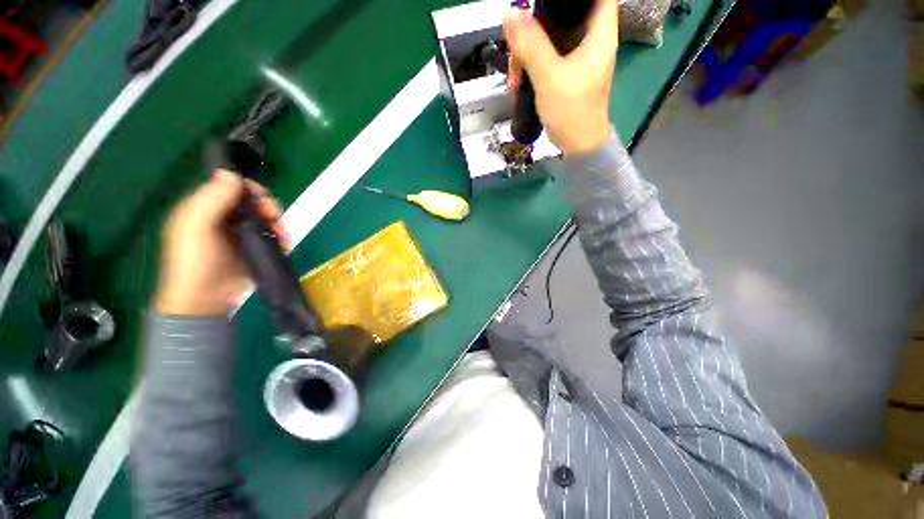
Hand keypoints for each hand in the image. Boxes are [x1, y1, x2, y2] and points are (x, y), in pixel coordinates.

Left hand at [155, 170, 284, 315]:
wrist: (205, 299)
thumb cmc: (195, 262)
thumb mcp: (195, 227)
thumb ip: (211, 199)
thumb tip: (231, 173)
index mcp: (205, 207)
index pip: (231, 186)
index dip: (249, 188)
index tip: (261, 199)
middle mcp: (223, 216)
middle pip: (252, 201)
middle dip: (268, 206)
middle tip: (274, 220)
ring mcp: (240, 233)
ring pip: (265, 216)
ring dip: (278, 222)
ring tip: (283, 235)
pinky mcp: (254, 247)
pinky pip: (271, 233)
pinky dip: (280, 234)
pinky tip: (283, 242)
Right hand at [504, 0, 618, 155]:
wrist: (578, 145)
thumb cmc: (572, 112)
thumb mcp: (549, 77)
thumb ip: (531, 46)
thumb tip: (511, 13)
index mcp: (600, 31)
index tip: (544, 6)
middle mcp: (591, 38)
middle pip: (562, 15)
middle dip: (535, 27)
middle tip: (517, 49)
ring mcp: (578, 57)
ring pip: (550, 37)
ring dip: (527, 52)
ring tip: (515, 78)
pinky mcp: (567, 72)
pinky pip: (546, 57)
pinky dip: (531, 65)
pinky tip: (519, 82)